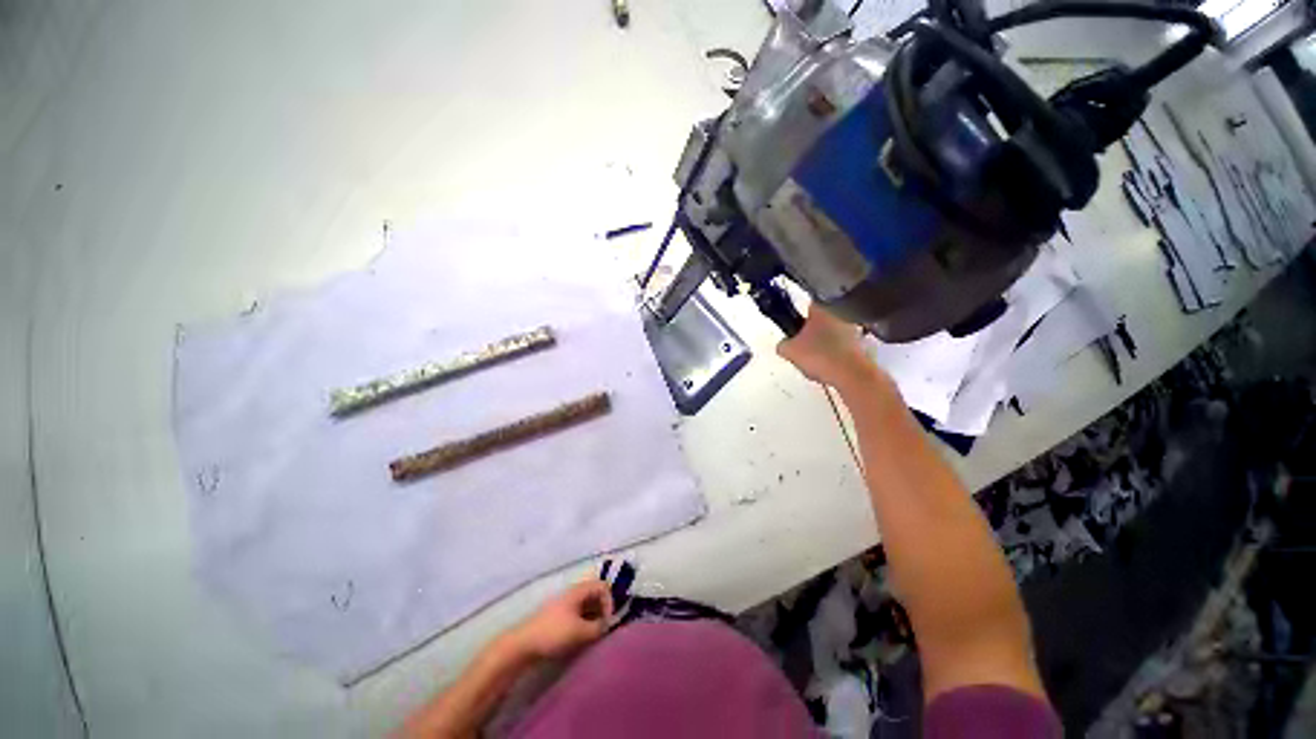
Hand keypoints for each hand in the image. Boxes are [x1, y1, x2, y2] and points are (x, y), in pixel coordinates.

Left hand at [506, 581, 612, 659]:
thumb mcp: (580, 632)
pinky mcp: (560, 617)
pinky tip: (584, 637)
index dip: (609, 601)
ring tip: (595, 635)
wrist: (523, 645)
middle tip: (604, 628)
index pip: (603, 586)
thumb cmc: (553, 633)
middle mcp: (574, 594)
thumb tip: (607, 626)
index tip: (608, 621)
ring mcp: (566, 605)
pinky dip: (586, 623)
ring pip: (587, 606)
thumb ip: (598, 628)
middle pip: (595, 595)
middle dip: (603, 610)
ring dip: (595, 618)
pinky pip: (579, 615)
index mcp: (579, 591)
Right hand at [777, 304, 878, 390]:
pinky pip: (839, 349)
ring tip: (813, 364)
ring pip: (829, 336)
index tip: (793, 331)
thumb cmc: (818, 355)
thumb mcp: (789, 351)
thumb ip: (782, 345)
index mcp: (820, 309)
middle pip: (818, 323)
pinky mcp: (860, 345)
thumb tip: (784, 344)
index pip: (805, 306)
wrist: (851, 374)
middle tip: (800, 350)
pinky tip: (826, 369)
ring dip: (821, 347)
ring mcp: (852, 329)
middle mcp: (838, 314)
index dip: (797, 318)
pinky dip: (832, 357)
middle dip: (809, 335)